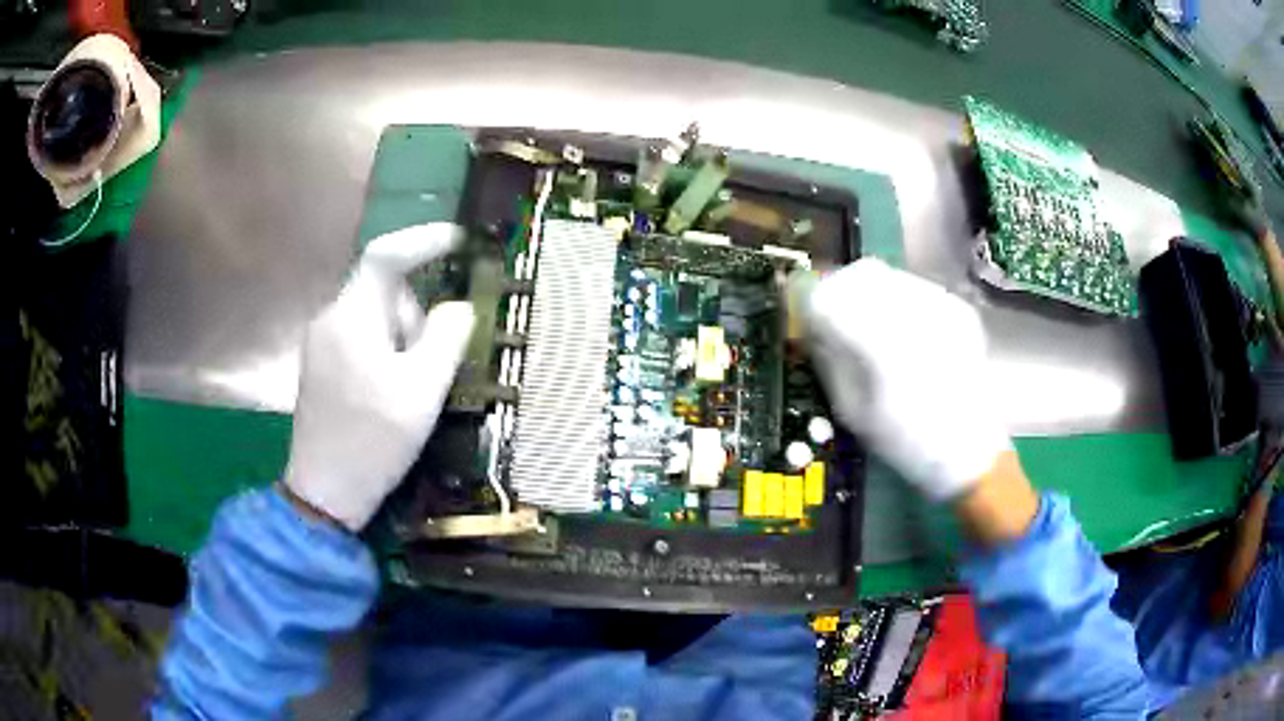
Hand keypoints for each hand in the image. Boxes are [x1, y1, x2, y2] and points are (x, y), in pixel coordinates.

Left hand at [284, 224, 474, 530]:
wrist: (325, 493)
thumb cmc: (373, 441)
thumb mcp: (422, 391)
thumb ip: (446, 338)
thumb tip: (458, 307)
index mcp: (350, 317)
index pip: (386, 256)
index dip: (424, 240)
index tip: (460, 240)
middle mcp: (330, 318)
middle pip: (384, 293)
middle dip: (416, 318)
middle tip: (429, 369)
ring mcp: (321, 342)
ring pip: (376, 318)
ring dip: (402, 342)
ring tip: (407, 393)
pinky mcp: (322, 365)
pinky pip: (363, 339)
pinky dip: (386, 354)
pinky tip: (390, 394)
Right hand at [800, 259, 1008, 500]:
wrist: (967, 447)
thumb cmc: (903, 439)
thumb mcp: (851, 409)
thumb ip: (828, 360)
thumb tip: (810, 326)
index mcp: (879, 342)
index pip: (828, 295)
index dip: (808, 298)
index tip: (800, 309)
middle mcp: (911, 312)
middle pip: (858, 274)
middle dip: (837, 289)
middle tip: (832, 315)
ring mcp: (939, 306)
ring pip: (887, 275)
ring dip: (867, 291)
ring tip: (867, 323)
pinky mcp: (956, 308)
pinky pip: (913, 287)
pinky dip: (896, 299)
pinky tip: (901, 329)